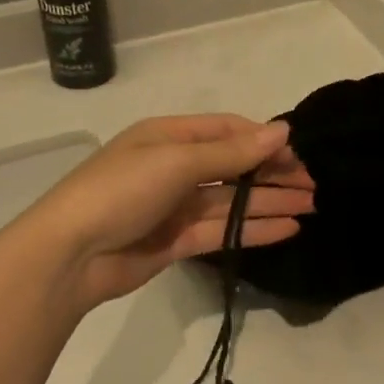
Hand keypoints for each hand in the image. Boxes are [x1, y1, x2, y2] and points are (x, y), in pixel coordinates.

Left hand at [20, 116, 313, 309]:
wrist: (71, 254)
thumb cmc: (122, 191)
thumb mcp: (177, 162)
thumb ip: (232, 152)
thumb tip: (282, 130)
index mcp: (169, 137)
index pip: (228, 131)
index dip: (264, 141)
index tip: (298, 155)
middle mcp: (175, 167)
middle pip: (234, 166)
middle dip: (273, 174)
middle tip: (313, 187)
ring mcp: (176, 206)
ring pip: (233, 201)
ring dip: (270, 202)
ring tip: (311, 207)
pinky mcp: (177, 241)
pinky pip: (223, 230)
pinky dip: (254, 229)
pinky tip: (287, 229)